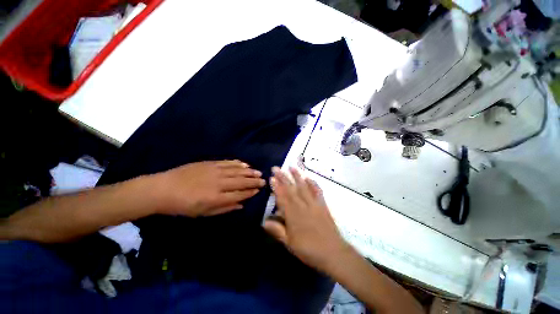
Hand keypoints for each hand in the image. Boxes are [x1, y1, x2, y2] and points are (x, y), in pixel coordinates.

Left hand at [149, 160, 264, 216]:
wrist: (163, 189)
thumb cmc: (182, 206)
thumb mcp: (203, 213)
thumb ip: (224, 209)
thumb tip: (241, 205)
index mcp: (217, 197)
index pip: (240, 194)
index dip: (251, 192)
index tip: (259, 190)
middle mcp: (219, 183)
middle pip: (241, 181)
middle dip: (254, 181)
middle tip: (264, 180)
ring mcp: (215, 171)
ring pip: (237, 170)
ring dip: (249, 171)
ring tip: (258, 172)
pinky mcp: (210, 163)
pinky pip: (228, 162)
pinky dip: (238, 163)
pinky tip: (244, 164)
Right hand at [264, 167, 348, 271]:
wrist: (333, 252)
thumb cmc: (309, 250)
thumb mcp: (289, 244)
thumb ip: (277, 230)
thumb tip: (264, 221)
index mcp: (292, 214)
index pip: (282, 197)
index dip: (276, 187)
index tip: (271, 177)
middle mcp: (302, 205)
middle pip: (291, 189)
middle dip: (283, 177)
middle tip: (277, 168)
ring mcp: (313, 203)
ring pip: (303, 186)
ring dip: (297, 176)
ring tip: (291, 167)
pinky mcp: (322, 204)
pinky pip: (317, 191)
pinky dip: (313, 183)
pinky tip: (309, 177)